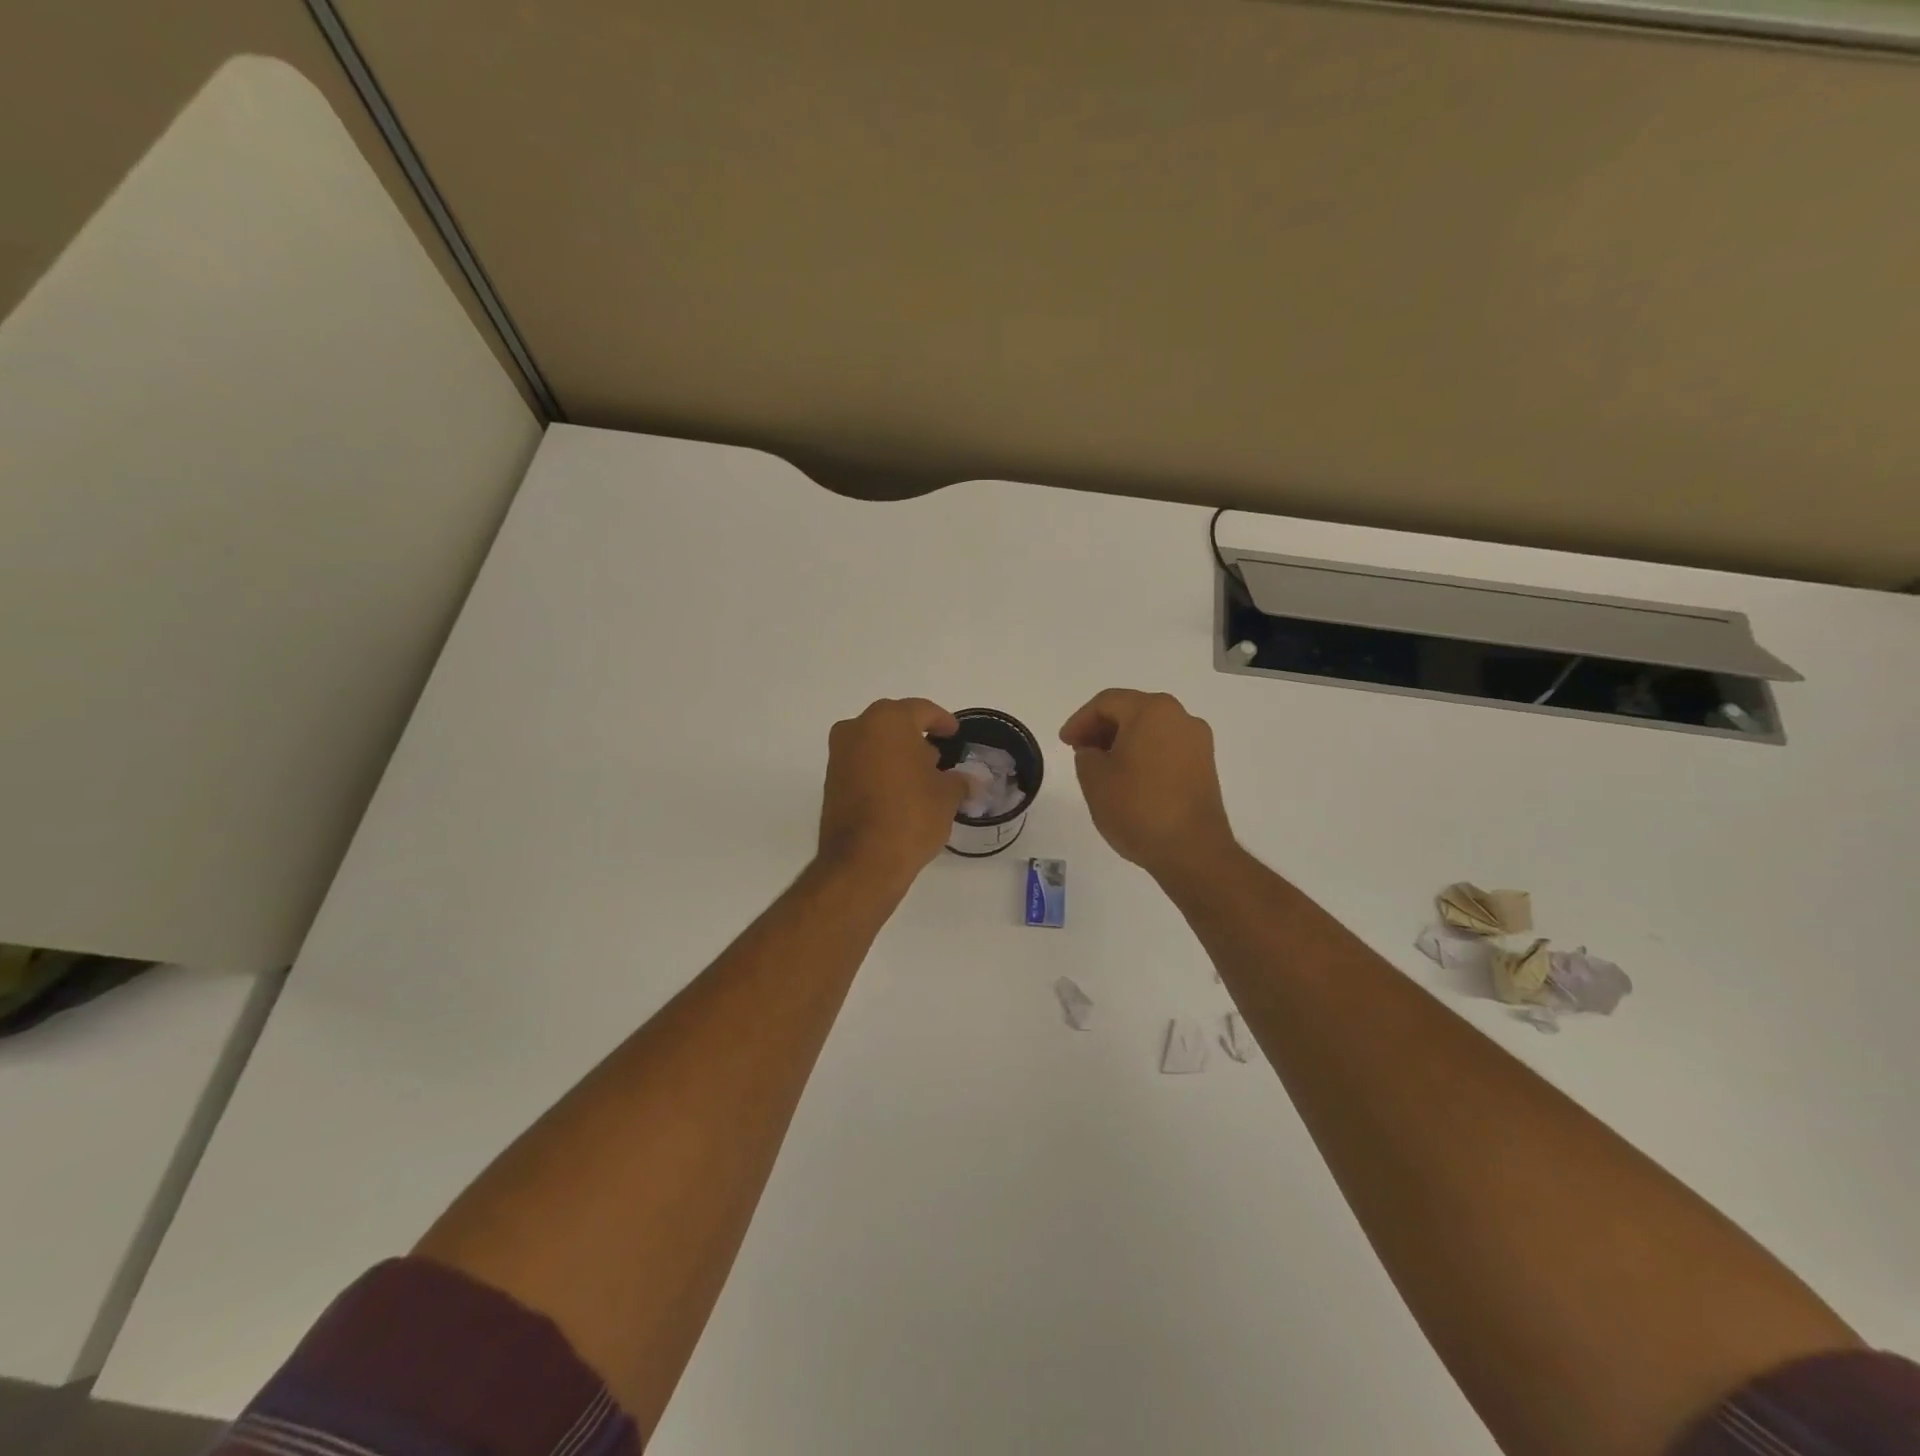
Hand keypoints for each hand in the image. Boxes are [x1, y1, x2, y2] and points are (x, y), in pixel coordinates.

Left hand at [818, 698, 968, 887]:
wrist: (862, 861)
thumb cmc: (911, 816)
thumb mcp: (946, 796)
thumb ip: (958, 780)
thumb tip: (966, 780)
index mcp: (888, 721)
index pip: (921, 710)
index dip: (942, 721)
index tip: (954, 733)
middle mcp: (857, 728)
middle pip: (894, 723)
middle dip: (916, 736)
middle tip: (939, 755)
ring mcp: (839, 754)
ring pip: (874, 742)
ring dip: (896, 753)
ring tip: (921, 776)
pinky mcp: (830, 780)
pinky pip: (861, 763)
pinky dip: (880, 769)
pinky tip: (899, 790)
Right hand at [1059, 689, 1235, 880]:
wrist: (1192, 850)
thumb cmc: (1137, 808)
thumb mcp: (1094, 779)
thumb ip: (1086, 755)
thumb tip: (1096, 752)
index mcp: (1152, 711)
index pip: (1107, 703)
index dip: (1080, 720)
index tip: (1065, 743)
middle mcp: (1180, 717)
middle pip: (1132, 711)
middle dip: (1102, 728)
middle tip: (1080, 750)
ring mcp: (1198, 742)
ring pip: (1151, 729)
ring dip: (1123, 741)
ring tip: (1102, 766)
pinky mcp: (1205, 765)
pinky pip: (1167, 747)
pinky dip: (1144, 754)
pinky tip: (1129, 778)